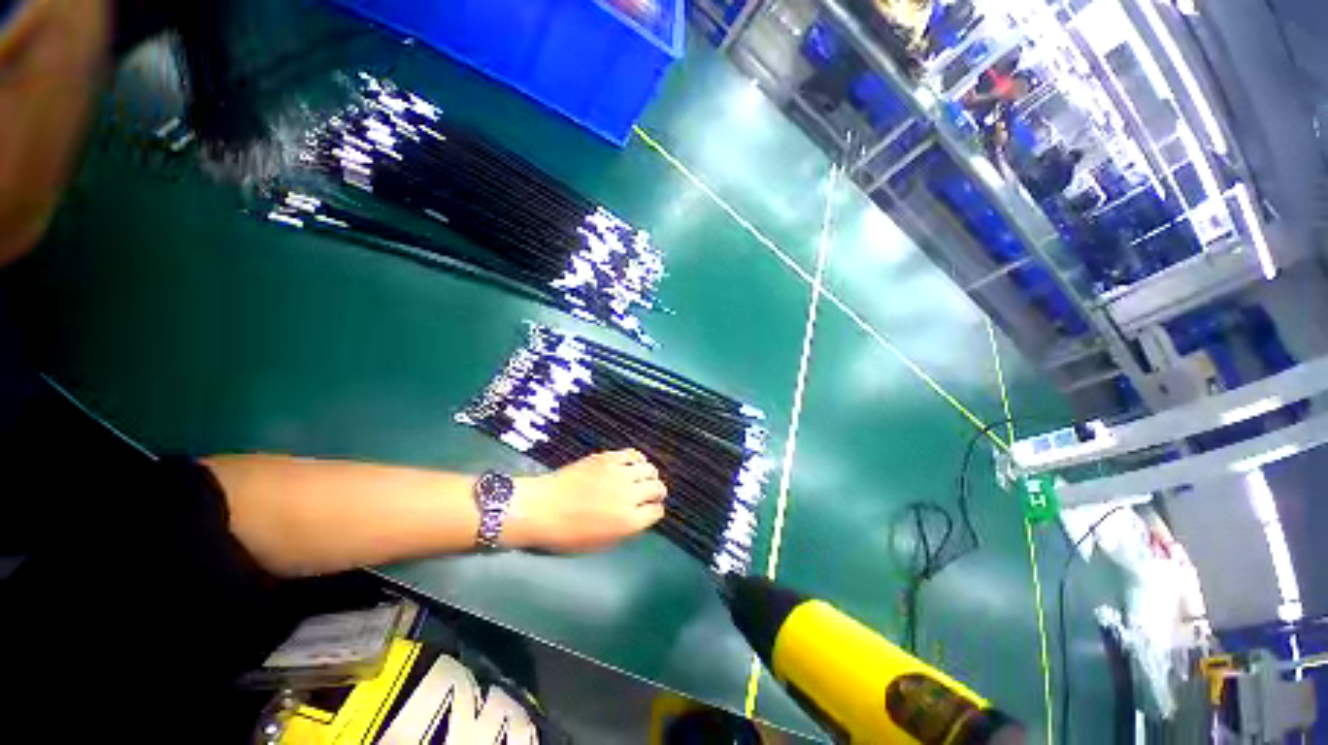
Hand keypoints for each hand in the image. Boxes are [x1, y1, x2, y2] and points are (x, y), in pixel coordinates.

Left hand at [505, 449, 665, 552]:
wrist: (540, 508)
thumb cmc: (566, 535)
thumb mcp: (600, 543)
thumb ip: (625, 530)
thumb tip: (639, 516)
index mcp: (628, 521)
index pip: (657, 512)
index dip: (654, 511)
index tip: (649, 511)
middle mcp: (630, 495)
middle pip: (658, 488)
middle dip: (657, 492)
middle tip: (650, 494)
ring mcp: (619, 473)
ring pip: (650, 469)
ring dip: (649, 475)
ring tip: (642, 478)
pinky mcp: (608, 458)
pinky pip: (633, 454)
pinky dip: (638, 459)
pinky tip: (633, 463)